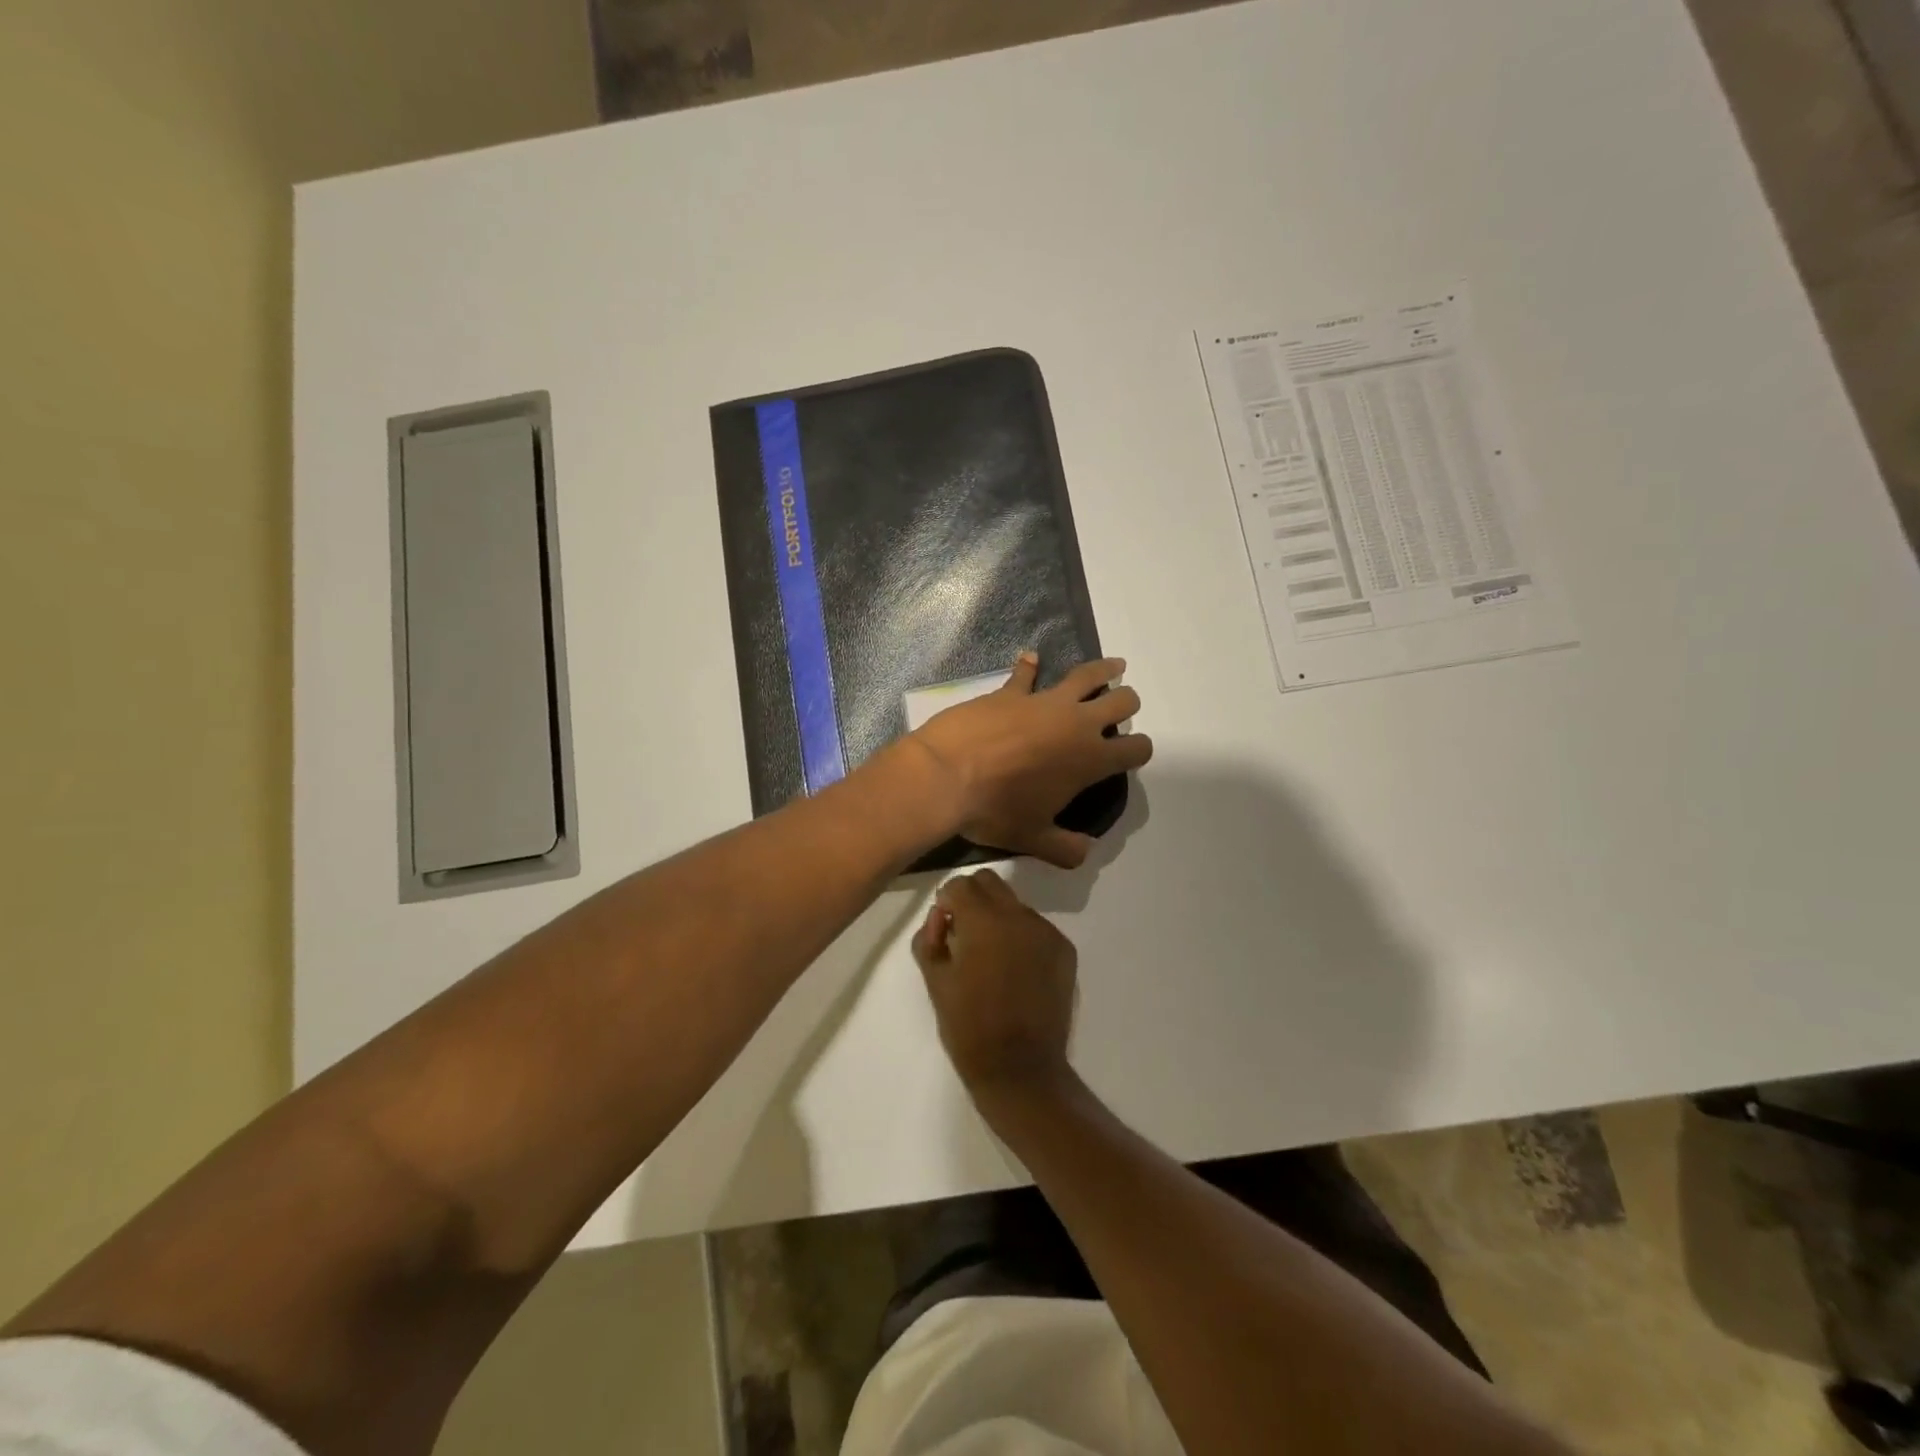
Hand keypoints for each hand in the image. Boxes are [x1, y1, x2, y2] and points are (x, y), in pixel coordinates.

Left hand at [908, 652, 1151, 867]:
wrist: (946, 775)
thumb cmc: (994, 810)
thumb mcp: (1032, 838)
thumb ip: (1064, 848)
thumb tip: (1084, 852)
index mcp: (1090, 760)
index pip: (1134, 749)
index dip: (1140, 750)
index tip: (1134, 753)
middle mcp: (1076, 724)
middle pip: (1120, 702)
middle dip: (1126, 703)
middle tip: (1122, 706)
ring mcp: (1044, 701)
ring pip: (1086, 675)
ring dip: (1104, 669)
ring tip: (1115, 666)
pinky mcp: (1011, 691)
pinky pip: (1025, 673)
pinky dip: (1029, 665)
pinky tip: (1031, 657)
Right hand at [912, 869, 1077, 1099]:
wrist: (1020, 1069)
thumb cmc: (969, 1027)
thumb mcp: (935, 980)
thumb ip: (930, 937)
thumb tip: (942, 916)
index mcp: (983, 921)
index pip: (960, 884)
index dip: (947, 901)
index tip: (944, 927)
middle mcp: (1019, 916)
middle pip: (990, 883)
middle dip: (972, 899)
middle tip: (963, 934)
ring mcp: (1047, 932)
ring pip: (1014, 904)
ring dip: (998, 918)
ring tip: (992, 958)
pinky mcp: (1065, 950)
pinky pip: (1036, 927)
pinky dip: (1021, 937)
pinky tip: (1016, 971)